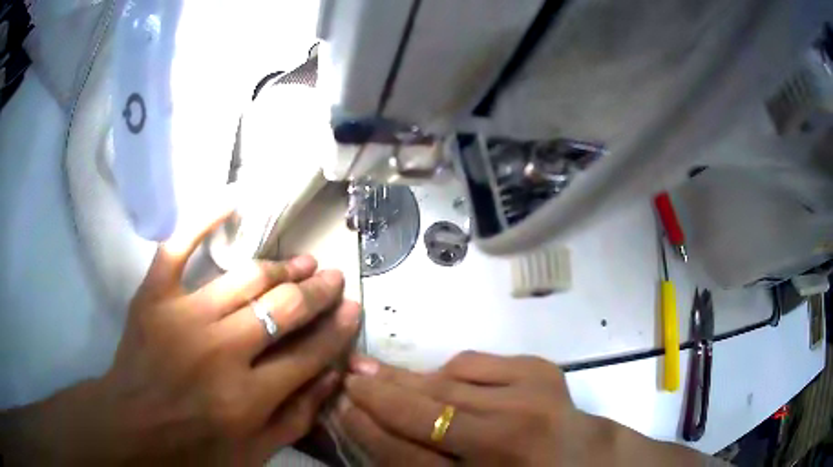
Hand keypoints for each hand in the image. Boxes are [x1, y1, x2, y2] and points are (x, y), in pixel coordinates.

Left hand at [1, 208, 360, 464]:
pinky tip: (234, 200)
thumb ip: (297, 418)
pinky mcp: (153, 295)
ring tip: (301, 260)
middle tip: (332, 277)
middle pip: (282, 308)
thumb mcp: (254, 453)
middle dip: (317, 291)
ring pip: (245, 278)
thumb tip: (332, 374)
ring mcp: (182, 317)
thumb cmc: (194, 447)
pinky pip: (180, 245)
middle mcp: (219, 353)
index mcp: (247, 399)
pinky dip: (205, 217)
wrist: (132, 426)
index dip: (336, 329)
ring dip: (281, 266)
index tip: (352, 307)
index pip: (308, 354)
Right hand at [338, 352, 706, 466]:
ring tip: (373, 368)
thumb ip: (421, 466)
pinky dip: (448, 371)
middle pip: (424, 412)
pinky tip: (438, 379)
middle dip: (378, 393)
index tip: (341, 404)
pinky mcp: (541, 370)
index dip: (367, 429)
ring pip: (445, 382)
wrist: (587, 458)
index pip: (406, 455)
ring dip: (405, 377)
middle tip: (347, 374)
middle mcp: (507, 436)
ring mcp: (529, 396)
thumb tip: (373, 427)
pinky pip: (475, 362)